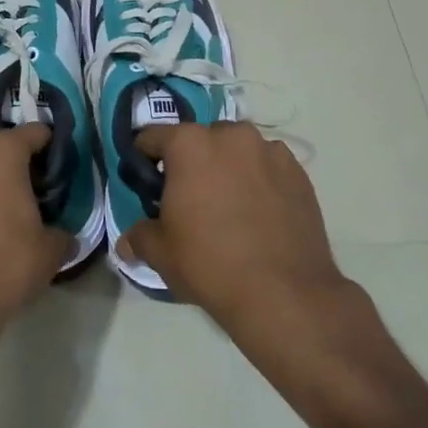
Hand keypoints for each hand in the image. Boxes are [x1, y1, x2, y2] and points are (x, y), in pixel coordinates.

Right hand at [115, 122, 351, 347]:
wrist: (283, 292)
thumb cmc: (210, 264)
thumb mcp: (160, 253)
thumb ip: (139, 236)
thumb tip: (128, 241)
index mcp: (190, 144)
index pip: (153, 137)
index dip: (144, 159)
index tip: (147, 184)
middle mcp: (231, 135)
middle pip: (201, 140)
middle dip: (192, 163)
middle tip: (191, 199)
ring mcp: (270, 150)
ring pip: (238, 151)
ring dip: (229, 168)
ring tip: (231, 207)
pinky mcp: (299, 171)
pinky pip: (268, 167)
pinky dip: (260, 181)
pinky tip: (260, 214)